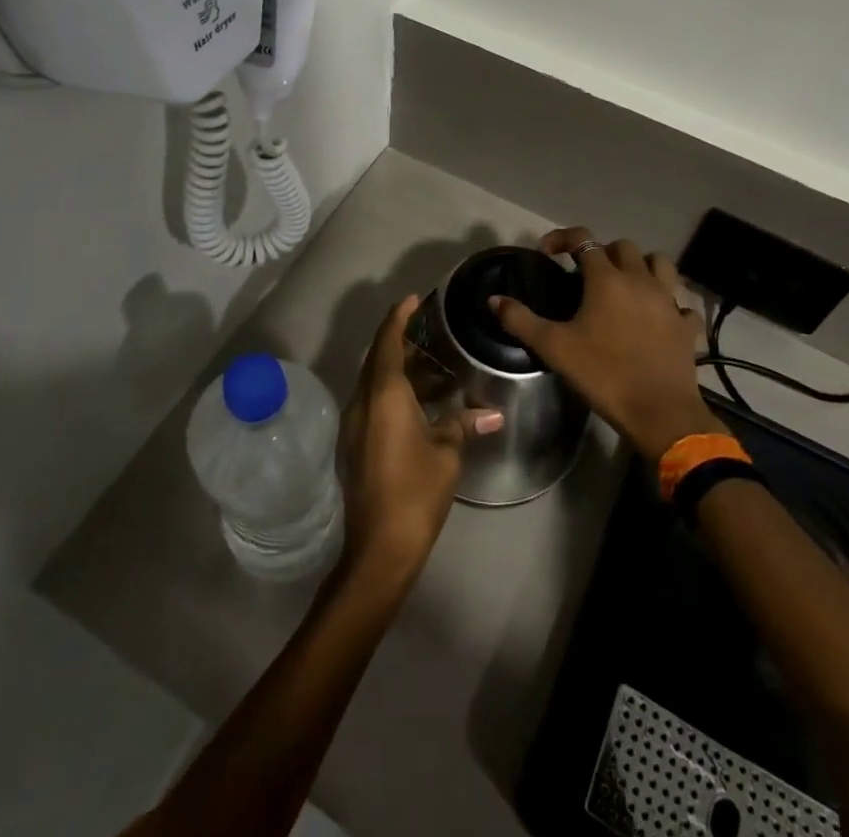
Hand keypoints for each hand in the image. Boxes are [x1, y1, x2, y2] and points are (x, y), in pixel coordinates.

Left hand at [338, 296, 503, 588]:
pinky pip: (374, 402)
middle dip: (402, 341)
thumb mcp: (446, 454)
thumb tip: (493, 415)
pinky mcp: (356, 444)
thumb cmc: (415, 491)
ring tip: (436, 367)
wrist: (379, 548)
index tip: (413, 299)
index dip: (399, 317)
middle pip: (378, 359)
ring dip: (401, 370)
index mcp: (382, 395)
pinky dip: (395, 392)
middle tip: (431, 331)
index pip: (387, 341)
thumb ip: (463, 424)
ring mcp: (355, 424)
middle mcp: (362, 402)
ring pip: (376, 382)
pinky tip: (422, 403)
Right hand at [492, 227, 724, 463]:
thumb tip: (494, 299)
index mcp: (607, 279)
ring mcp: (669, 301)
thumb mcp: (554, 348)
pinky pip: (681, 303)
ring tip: (626, 285)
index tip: (547, 252)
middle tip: (586, 274)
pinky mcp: (686, 325)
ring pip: (660, 264)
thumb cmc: (604, 374)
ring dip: (642, 266)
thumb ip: (521, 320)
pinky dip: (669, 303)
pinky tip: (658, 316)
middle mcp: (640, 280)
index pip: (584, 240)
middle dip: (603, 252)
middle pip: (624, 247)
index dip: (563, 238)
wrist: (660, 413)